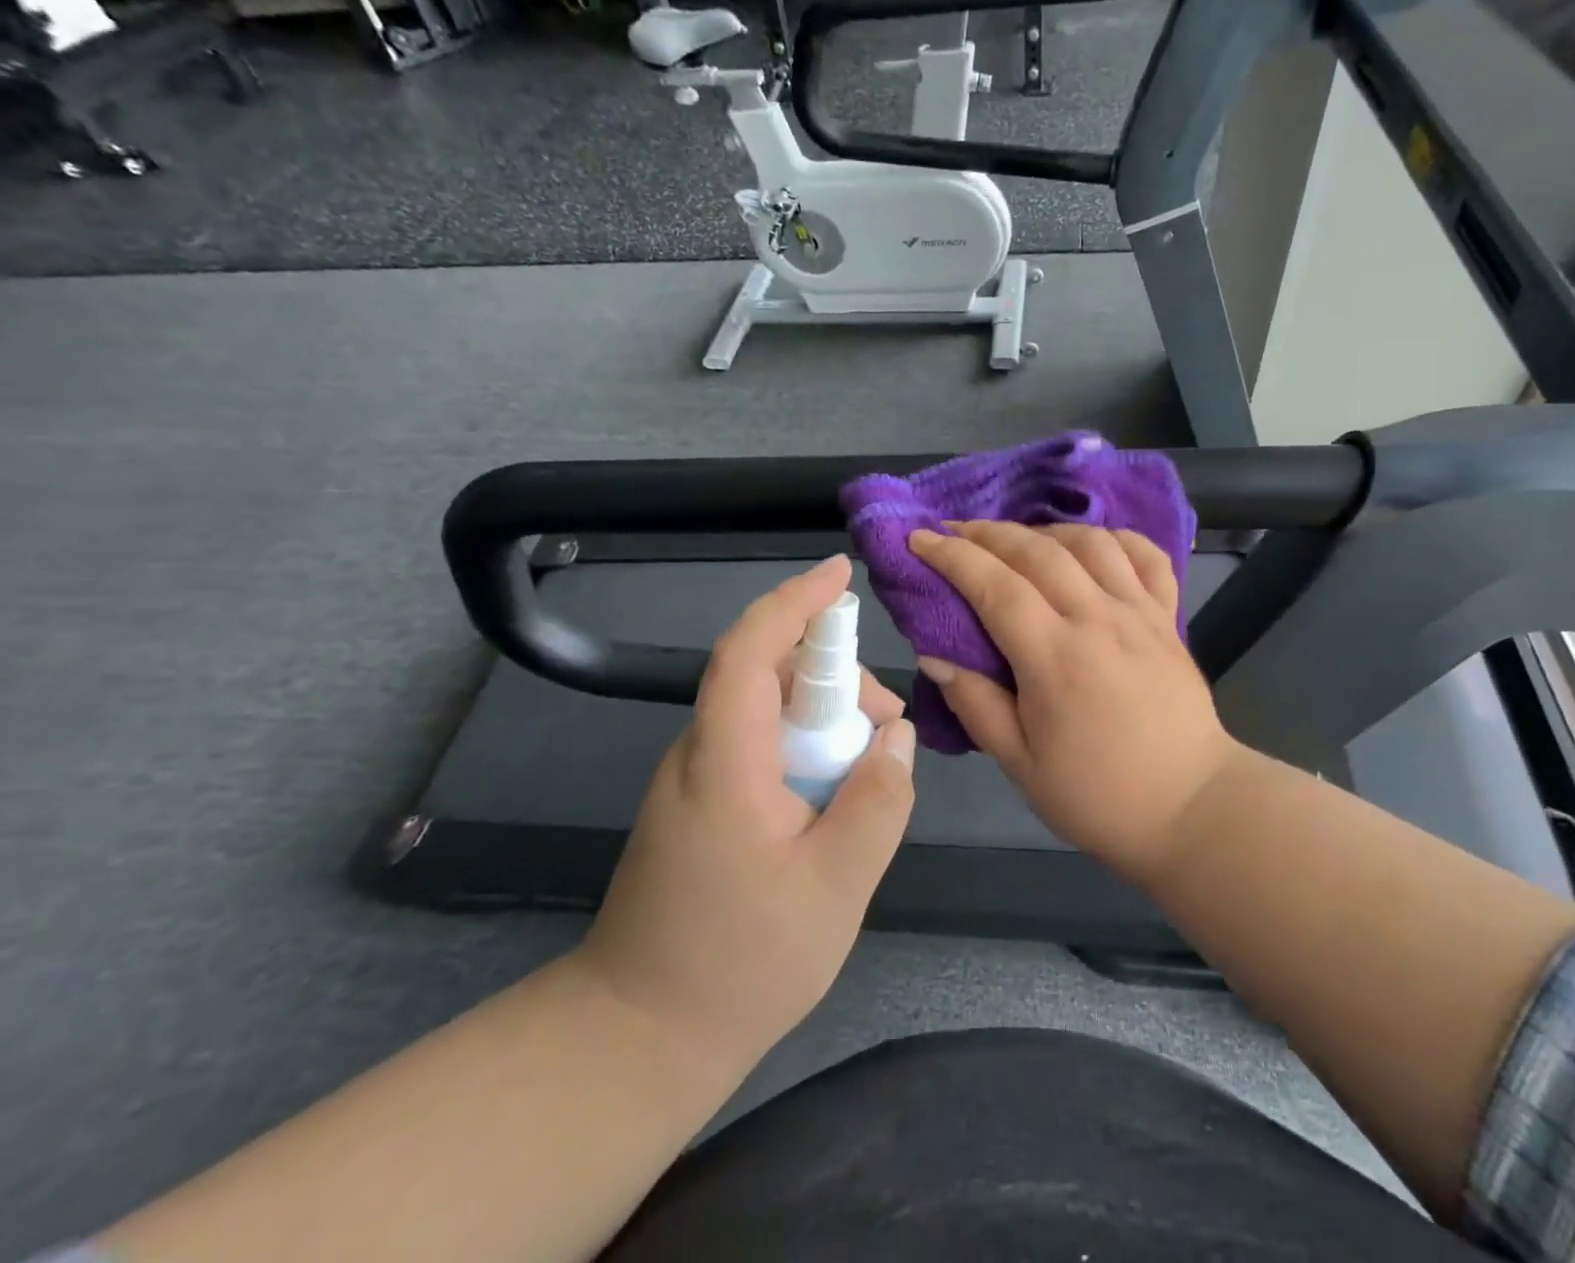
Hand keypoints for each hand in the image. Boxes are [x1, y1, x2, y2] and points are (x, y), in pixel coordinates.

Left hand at [576, 555, 915, 1067]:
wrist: (637, 1039)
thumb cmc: (740, 964)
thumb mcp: (836, 886)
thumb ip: (878, 802)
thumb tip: (897, 737)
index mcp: (724, 762)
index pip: (750, 652)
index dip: (793, 603)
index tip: (840, 575)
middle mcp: (698, 755)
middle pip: (766, 677)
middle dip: (835, 680)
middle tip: (888, 729)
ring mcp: (692, 781)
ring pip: (765, 713)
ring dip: (823, 720)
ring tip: (870, 770)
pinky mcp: (697, 806)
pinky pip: (758, 748)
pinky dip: (804, 750)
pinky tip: (834, 797)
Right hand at [908, 522, 1235, 884]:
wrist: (1190, 807)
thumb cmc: (1097, 795)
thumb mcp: (1020, 763)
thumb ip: (975, 703)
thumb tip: (932, 653)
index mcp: (1055, 657)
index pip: (995, 585)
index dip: (952, 556)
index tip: (919, 539)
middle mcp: (1098, 619)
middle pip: (1037, 550)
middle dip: (987, 532)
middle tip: (955, 532)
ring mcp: (1140, 613)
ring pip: (1089, 542)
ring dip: (1044, 530)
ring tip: (1017, 540)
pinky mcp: (1168, 618)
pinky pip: (1146, 556)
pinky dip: (1114, 538)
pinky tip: (1091, 546)